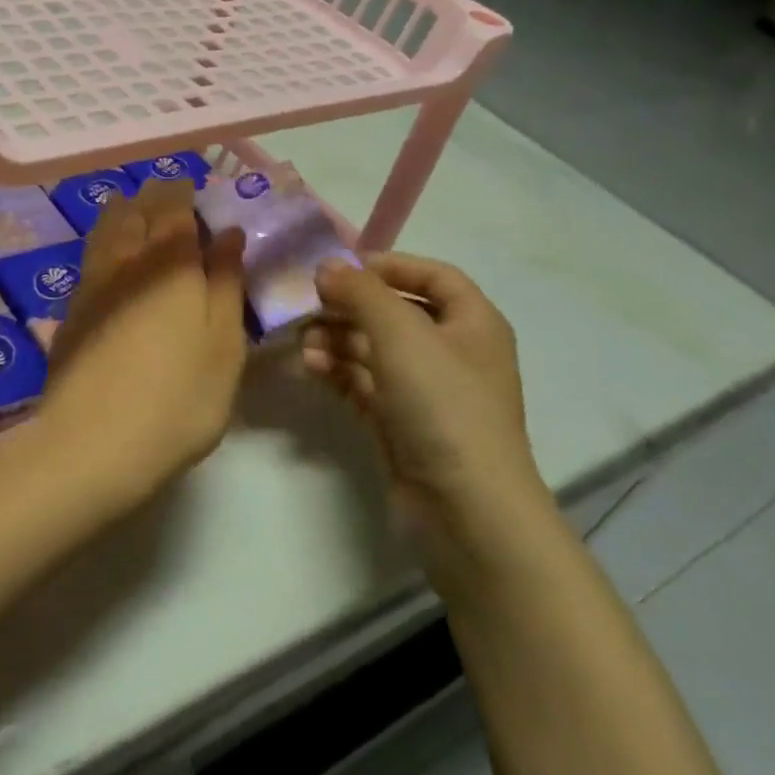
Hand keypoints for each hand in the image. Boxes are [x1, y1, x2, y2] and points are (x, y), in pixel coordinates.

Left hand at [35, 179, 248, 504]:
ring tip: (136, 212)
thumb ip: (226, 283)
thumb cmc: (178, 398)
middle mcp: (126, 260)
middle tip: (169, 198)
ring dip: (122, 213)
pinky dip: (103, 242)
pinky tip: (110, 256)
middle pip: (135, 211)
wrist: (93, 444)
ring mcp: (92, 284)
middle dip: (152, 197)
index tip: (192, 187)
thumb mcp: (224, 346)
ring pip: (105, 229)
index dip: (181, 190)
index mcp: (170, 262)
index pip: (172, 206)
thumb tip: (228, 233)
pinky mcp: (70, 310)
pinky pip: (90, 256)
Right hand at [301, 254, 542, 549]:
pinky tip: (310, 366)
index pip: (433, 275)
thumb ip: (360, 292)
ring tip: (303, 339)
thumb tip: (326, 266)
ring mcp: (426, 391)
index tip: (342, 266)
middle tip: (308, 303)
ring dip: (338, 338)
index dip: (389, 265)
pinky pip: (365, 382)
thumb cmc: (442, 403)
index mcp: (472, 322)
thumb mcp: (400, 333)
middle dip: (351, 305)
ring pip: (375, 349)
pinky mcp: (402, 423)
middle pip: (396, 312)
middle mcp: (452, 352)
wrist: (466, 509)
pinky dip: (338, 370)